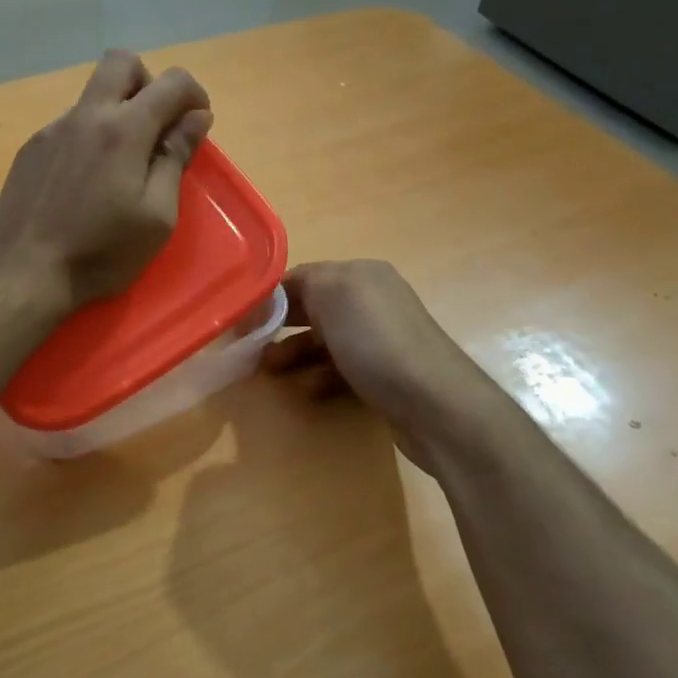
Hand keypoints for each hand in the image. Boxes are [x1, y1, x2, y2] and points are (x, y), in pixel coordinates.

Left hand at [0, 49, 212, 310]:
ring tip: (119, 168)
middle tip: (156, 127)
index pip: (171, 82)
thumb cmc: (102, 253)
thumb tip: (196, 116)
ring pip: (92, 96)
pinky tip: (84, 184)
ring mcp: (51, 129)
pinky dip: (89, 138)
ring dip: (116, 113)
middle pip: (121, 62)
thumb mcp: (157, 215)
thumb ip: (177, 157)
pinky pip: (69, 125)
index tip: (196, 123)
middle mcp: (85, 115)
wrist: (25, 275)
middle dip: (149, 82)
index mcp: (124, 130)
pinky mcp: (30, 150)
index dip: (194, 94)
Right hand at [264, 260, 487, 466]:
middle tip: (250, 348)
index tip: (242, 322)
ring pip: (325, 341)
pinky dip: (320, 376)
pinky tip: (308, 390)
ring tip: (270, 372)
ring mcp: (382, 339)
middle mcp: (373, 300)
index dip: (270, 297)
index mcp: (361, 274)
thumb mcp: (333, 294)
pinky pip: (342, 368)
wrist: (436, 404)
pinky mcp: (386, 374)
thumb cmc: (377, 343)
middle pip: (313, 308)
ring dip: (295, 354)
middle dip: (280, 326)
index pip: (303, 276)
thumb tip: (278, 295)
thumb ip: (302, 282)